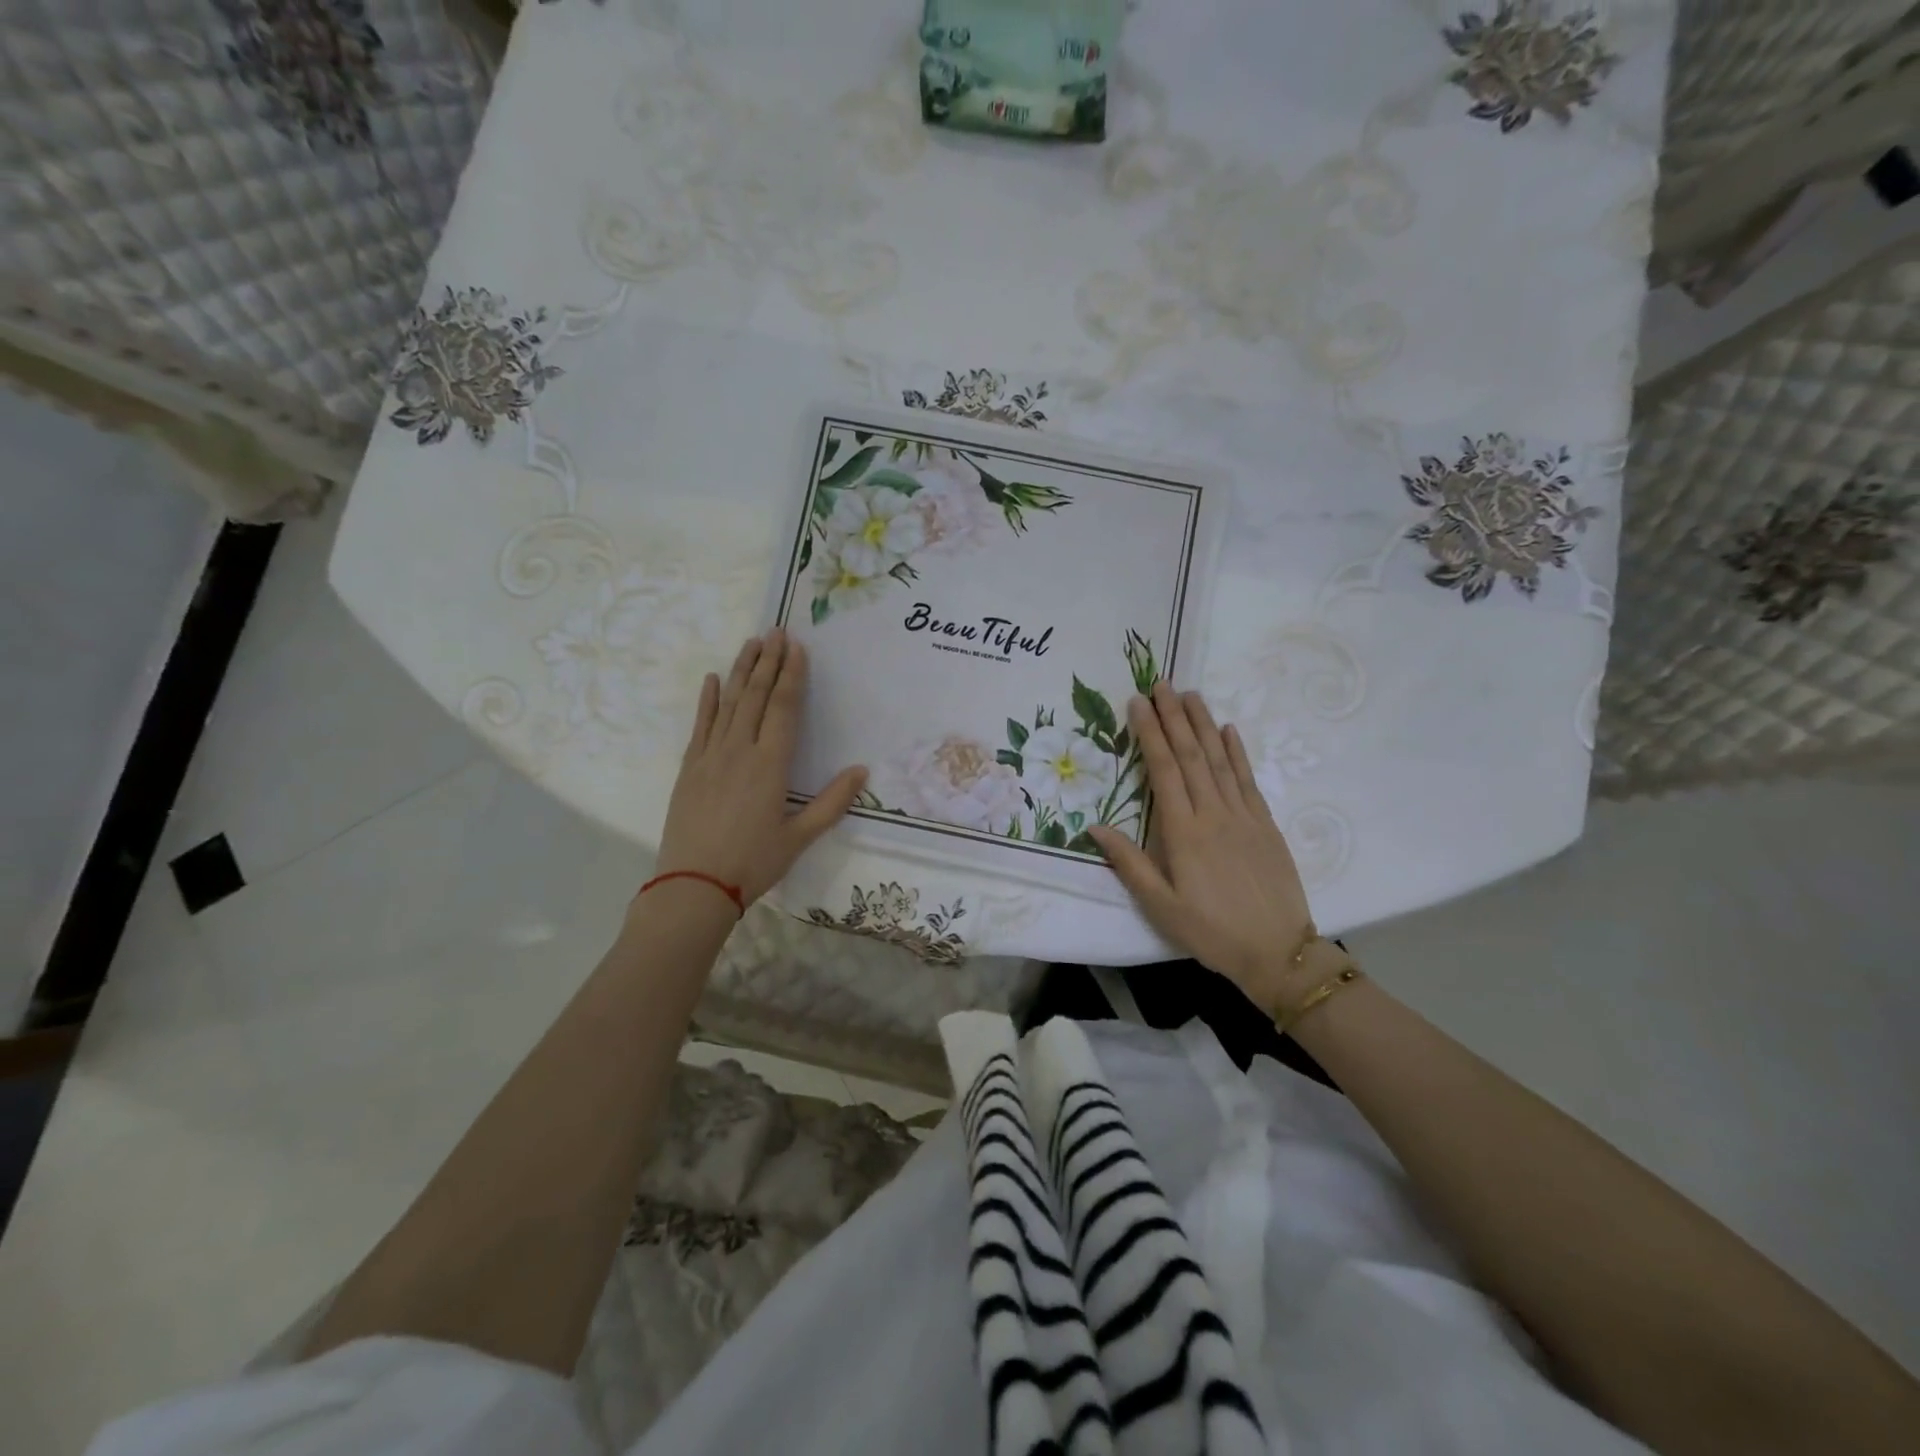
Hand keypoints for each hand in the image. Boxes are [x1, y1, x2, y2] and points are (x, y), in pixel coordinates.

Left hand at [654, 630, 866, 906]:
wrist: (693, 886)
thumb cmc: (753, 864)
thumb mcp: (799, 838)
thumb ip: (832, 803)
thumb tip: (862, 771)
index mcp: (770, 765)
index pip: (784, 708)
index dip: (791, 675)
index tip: (796, 647)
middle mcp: (739, 750)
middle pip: (756, 696)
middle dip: (768, 662)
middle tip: (776, 631)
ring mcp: (710, 756)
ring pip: (728, 703)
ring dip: (741, 671)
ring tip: (751, 643)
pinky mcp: (690, 768)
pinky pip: (700, 725)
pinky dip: (707, 700)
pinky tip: (713, 680)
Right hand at [1088, 684, 1315, 1015]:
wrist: (1277, 951)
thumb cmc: (1210, 931)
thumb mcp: (1159, 906)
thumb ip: (1129, 863)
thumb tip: (1095, 826)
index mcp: (1183, 832)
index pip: (1163, 770)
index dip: (1149, 733)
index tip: (1138, 703)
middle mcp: (1213, 814)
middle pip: (1191, 755)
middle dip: (1174, 716)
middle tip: (1161, 683)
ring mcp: (1243, 816)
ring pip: (1220, 759)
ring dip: (1203, 724)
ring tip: (1190, 694)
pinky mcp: (1265, 824)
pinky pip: (1248, 779)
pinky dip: (1238, 752)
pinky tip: (1229, 730)